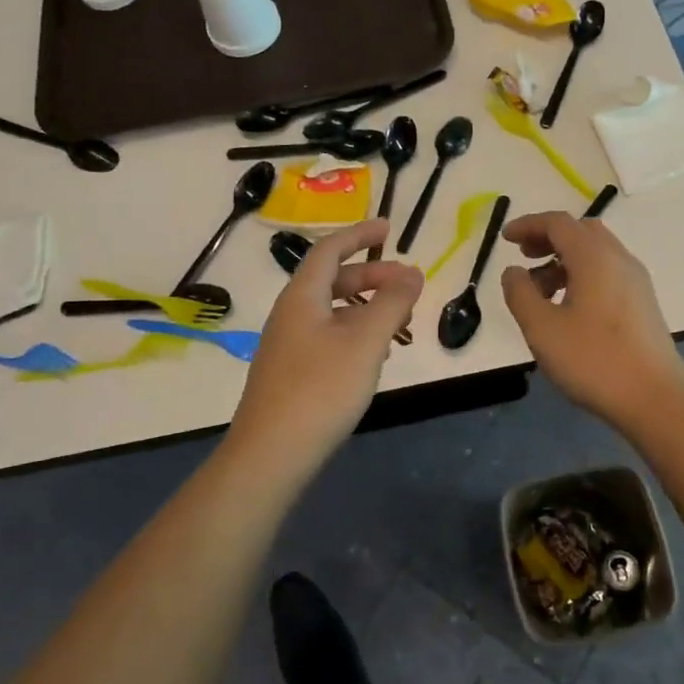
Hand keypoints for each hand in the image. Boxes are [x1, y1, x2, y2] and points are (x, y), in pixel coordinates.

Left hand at [230, 220, 422, 467]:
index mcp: (302, 296)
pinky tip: (375, 356)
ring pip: (333, 312)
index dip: (360, 234)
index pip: (330, 250)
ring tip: (401, 323)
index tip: (390, 228)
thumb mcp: (365, 341)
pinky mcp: (292, 373)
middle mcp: (291, 314)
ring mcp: (288, 345)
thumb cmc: (320, 389)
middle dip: (373, 276)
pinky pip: (328, 337)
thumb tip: (413, 272)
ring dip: (368, 308)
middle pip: (333, 280)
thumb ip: (392, 304)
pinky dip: (356, 334)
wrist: (270, 455)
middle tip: (409, 284)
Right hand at [500, 211, 683, 429]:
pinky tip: (569, 307)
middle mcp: (619, 259)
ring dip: (564, 259)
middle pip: (580, 231)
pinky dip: (582, 274)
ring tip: (541, 291)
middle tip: (524, 258)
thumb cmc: (594, 360)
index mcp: (594, 257)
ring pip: (596, 252)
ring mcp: (636, 281)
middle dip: (548, 238)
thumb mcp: (542, 328)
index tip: (505, 239)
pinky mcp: (643, 303)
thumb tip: (514, 271)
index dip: (528, 225)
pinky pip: (608, 272)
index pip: (558, 223)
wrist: (656, 399)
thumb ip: (520, 293)